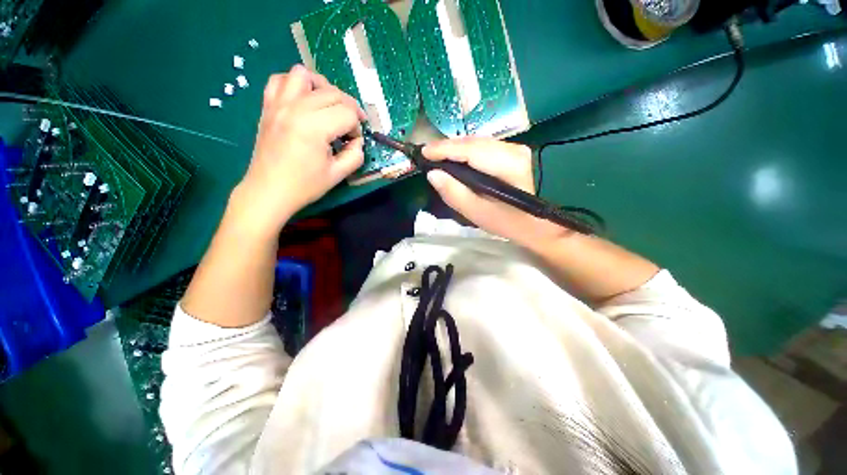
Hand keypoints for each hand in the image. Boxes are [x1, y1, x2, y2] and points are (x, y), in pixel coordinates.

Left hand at [230, 64, 366, 237]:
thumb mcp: (337, 175)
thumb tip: (357, 141)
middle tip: (350, 127)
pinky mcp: (268, 106)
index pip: (348, 113)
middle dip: (349, 108)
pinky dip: (295, 84)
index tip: (354, 142)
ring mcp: (279, 104)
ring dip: (322, 87)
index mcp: (315, 127)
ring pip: (304, 75)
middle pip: (333, 93)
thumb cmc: (304, 186)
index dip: (357, 127)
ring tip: (328, 105)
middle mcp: (296, 108)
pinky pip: (280, 79)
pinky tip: (304, 100)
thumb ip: (355, 155)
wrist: (269, 191)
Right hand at [423, 138, 565, 245]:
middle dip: (448, 147)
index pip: (471, 150)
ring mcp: (515, 148)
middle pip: (473, 143)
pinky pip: (482, 146)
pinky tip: (454, 158)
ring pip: (477, 142)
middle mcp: (514, 150)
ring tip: (436, 156)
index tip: (424, 152)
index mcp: (508, 166)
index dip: (445, 149)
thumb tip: (432, 174)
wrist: (531, 223)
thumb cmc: (504, 221)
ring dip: (455, 149)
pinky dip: (465, 151)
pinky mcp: (512, 151)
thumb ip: (453, 193)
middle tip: (427, 155)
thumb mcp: (475, 213)